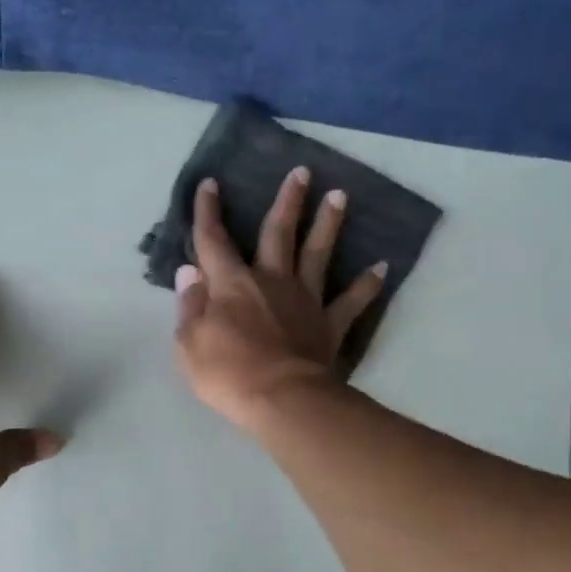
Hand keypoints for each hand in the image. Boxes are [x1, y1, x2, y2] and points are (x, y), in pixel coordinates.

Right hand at [173, 169, 388, 427]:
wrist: (282, 399)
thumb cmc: (227, 374)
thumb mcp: (188, 344)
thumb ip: (190, 305)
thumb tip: (191, 272)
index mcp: (231, 284)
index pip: (213, 241)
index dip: (208, 212)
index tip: (211, 184)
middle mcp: (270, 280)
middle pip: (279, 233)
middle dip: (288, 201)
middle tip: (302, 172)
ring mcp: (304, 300)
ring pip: (318, 254)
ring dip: (328, 224)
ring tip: (340, 196)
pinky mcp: (329, 324)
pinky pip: (351, 301)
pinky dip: (367, 284)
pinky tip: (382, 267)